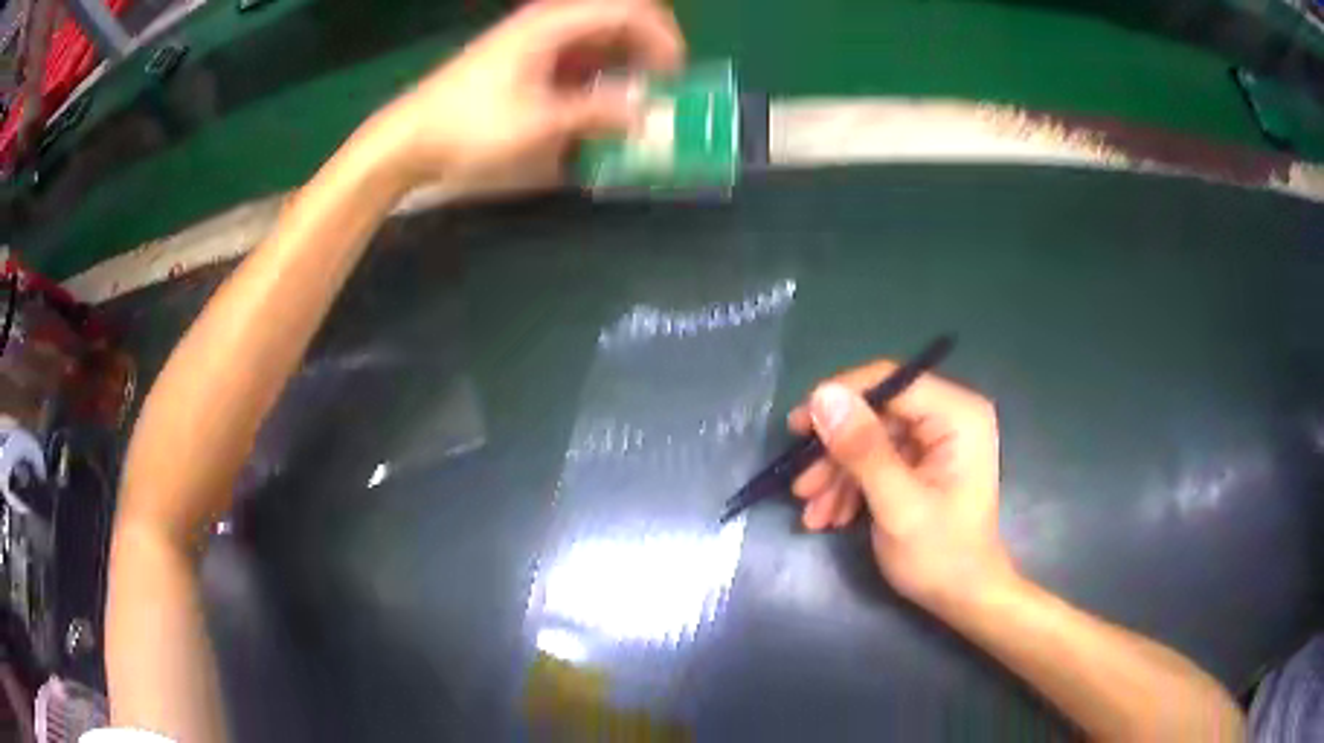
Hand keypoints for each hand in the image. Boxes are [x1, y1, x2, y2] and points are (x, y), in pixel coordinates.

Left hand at [368, 0, 683, 194]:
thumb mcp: (540, 122)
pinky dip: (595, 76)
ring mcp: (533, 40)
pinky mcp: (522, 61)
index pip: (629, 10)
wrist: (410, 138)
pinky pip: (574, 58)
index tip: (675, 77)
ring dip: (622, 66)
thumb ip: (598, 112)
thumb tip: (646, 112)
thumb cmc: (471, 125)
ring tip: (632, 103)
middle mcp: (547, 23)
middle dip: (646, 52)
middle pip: (616, 21)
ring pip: (596, 40)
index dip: (663, 38)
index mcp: (554, 24)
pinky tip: (595, 105)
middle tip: (659, 91)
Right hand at [787, 361, 1015, 610]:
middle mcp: (949, 416)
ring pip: (871, 439)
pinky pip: (878, 459)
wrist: (964, 598)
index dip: (840, 398)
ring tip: (811, 512)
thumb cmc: (941, 556)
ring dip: (837, 475)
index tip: (798, 429)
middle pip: (876, 413)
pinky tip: (831, 516)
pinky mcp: (924, 461)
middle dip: (835, 452)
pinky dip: (852, 486)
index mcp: (958, 414)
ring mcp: (936, 440)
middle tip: (800, 485)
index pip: (890, 381)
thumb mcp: (898, 505)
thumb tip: (822, 396)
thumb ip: (862, 450)